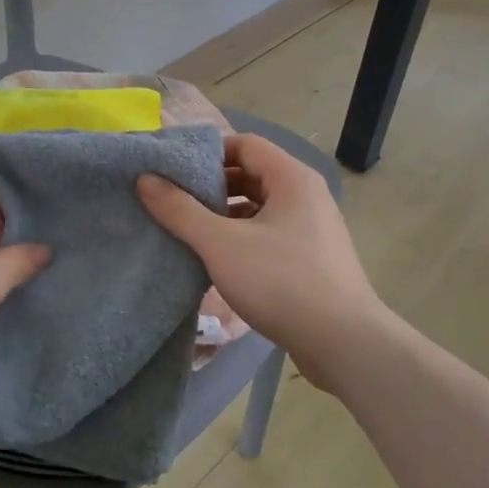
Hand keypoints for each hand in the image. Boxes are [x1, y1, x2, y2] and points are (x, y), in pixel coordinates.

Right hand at [138, 133, 386, 384]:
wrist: (343, 343)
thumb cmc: (282, 282)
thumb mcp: (221, 243)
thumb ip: (180, 210)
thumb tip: (145, 179)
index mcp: (292, 178)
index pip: (244, 144)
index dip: (207, 151)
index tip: (172, 169)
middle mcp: (306, 195)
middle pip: (252, 174)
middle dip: (211, 185)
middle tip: (173, 199)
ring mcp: (312, 229)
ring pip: (259, 207)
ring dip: (224, 214)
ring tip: (187, 229)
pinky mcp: (311, 259)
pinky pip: (268, 234)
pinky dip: (240, 238)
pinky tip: (215, 259)